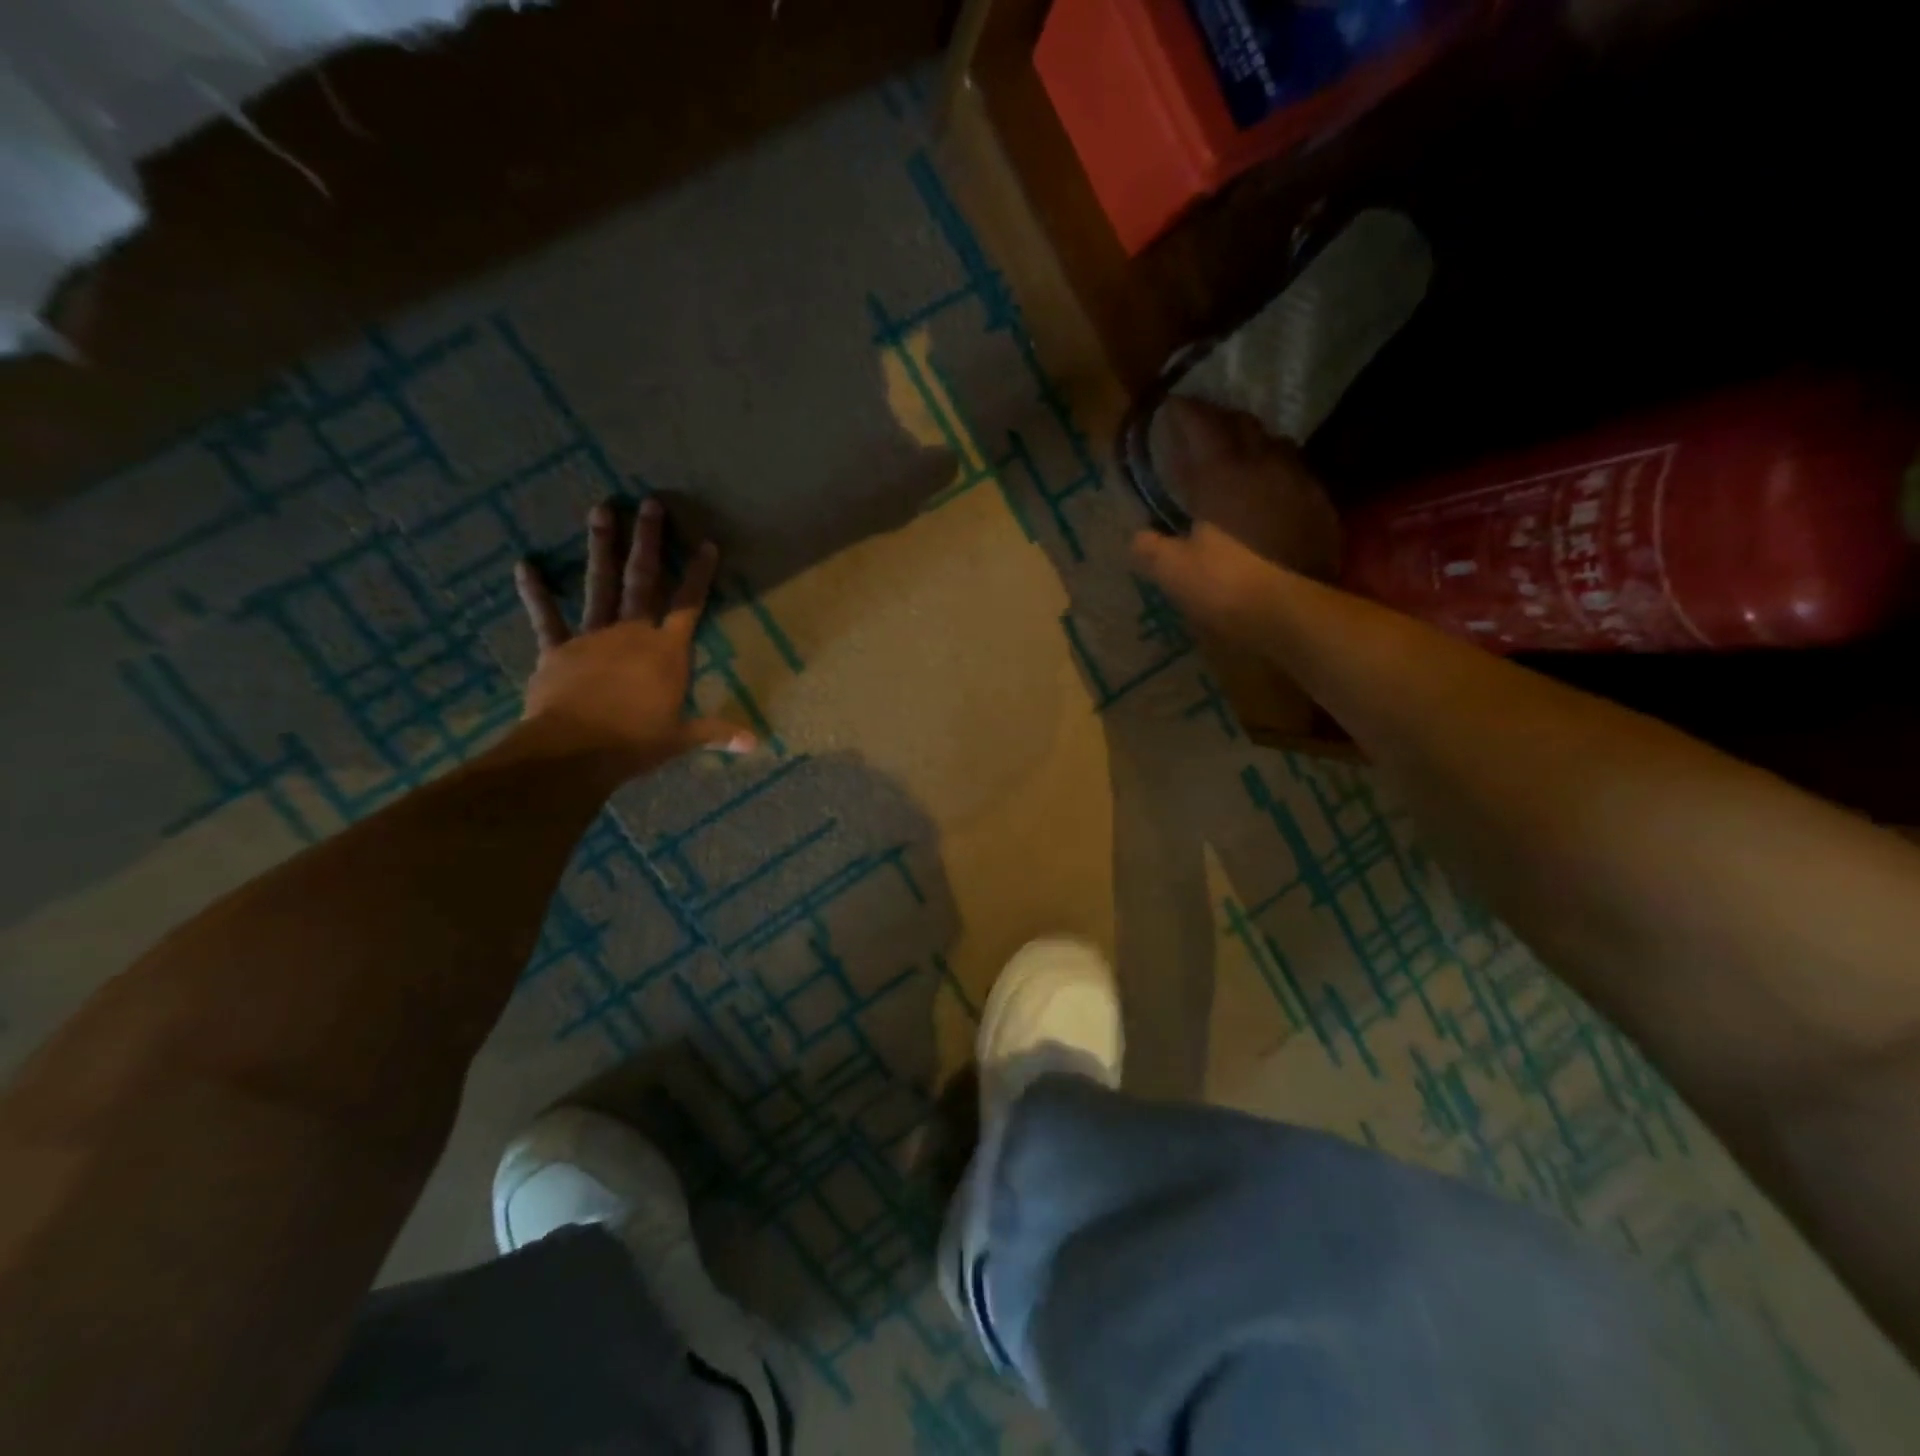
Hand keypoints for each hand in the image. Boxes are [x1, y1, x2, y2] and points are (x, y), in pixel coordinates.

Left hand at [514, 498, 755, 775]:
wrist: (576, 750)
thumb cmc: (636, 742)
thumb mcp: (682, 738)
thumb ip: (716, 733)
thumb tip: (755, 743)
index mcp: (667, 652)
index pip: (688, 605)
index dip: (699, 574)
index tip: (706, 543)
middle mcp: (632, 634)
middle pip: (642, 580)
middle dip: (648, 541)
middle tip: (648, 503)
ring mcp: (592, 637)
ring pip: (599, 585)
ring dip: (600, 547)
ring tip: (600, 509)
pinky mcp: (557, 650)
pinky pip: (545, 618)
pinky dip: (536, 592)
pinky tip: (524, 565)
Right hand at [1148, 397, 1341, 579]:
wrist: (1294, 610)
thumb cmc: (1226, 586)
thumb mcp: (1174, 573)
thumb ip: (1151, 549)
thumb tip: (1138, 537)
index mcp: (1221, 474)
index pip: (1201, 425)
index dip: (1184, 412)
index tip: (1171, 406)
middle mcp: (1263, 464)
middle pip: (1242, 424)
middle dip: (1220, 418)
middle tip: (1203, 424)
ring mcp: (1297, 481)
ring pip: (1274, 443)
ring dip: (1253, 441)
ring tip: (1239, 452)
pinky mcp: (1320, 505)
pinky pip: (1296, 472)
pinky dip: (1277, 470)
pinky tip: (1271, 489)